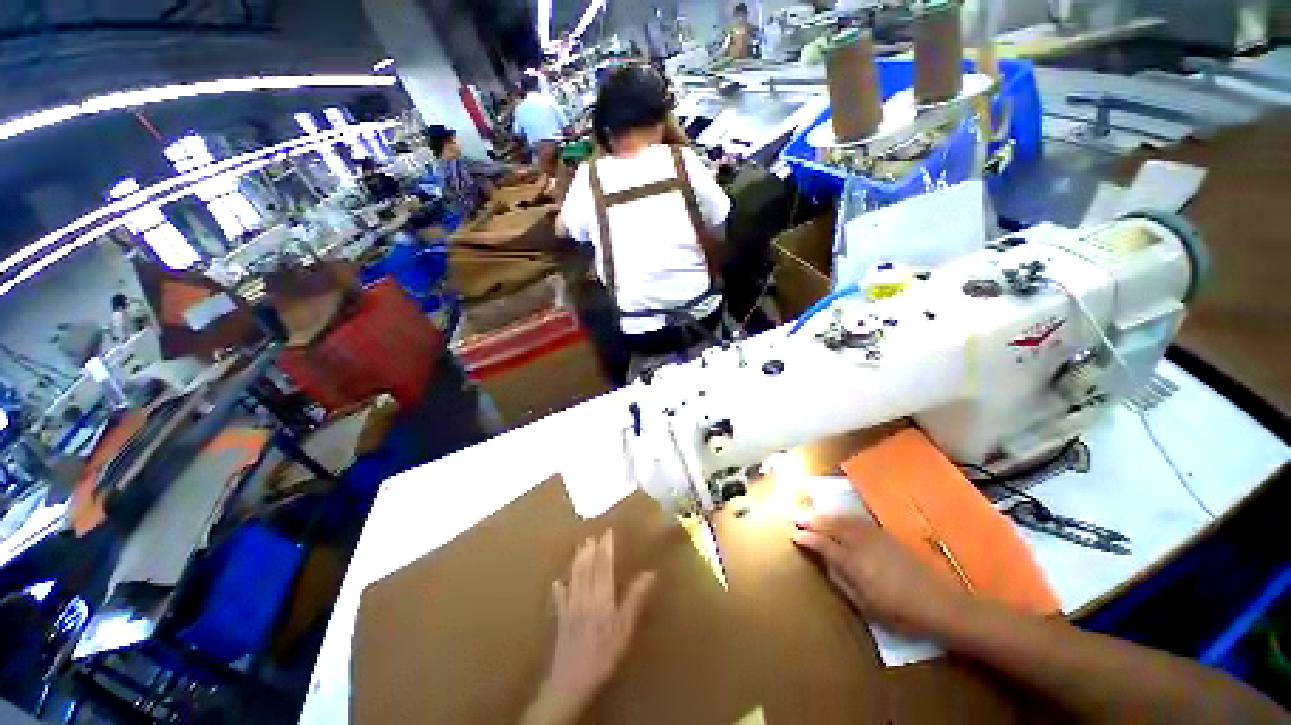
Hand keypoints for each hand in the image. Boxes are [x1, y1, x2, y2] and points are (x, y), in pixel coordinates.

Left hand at [525, 531, 655, 724]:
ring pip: (574, 577)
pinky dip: (559, 588)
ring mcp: (570, 606)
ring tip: (579, 547)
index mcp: (602, 596)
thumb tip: (650, 573)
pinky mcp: (561, 619)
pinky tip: (557, 582)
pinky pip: (560, 599)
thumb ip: (635, 599)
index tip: (607, 532)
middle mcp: (585, 595)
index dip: (606, 548)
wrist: (572, 680)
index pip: (604, 565)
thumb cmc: (604, 653)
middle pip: (587, 568)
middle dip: (589, 550)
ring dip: (577, 560)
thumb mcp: (625, 628)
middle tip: (591, 535)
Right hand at [791, 514, 968, 637]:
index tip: (792, 533)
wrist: (941, 604)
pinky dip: (842, 515)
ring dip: (824, 514)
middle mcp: (860, 543)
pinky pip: (857, 519)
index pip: (823, 544)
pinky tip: (838, 516)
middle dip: (811, 519)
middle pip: (830, 525)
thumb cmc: (900, 613)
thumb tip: (826, 562)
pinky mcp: (886, 534)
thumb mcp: (865, 605)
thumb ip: (841, 581)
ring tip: (811, 512)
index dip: (806, 538)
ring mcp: (874, 536)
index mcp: (853, 562)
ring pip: (843, 519)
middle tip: (795, 515)